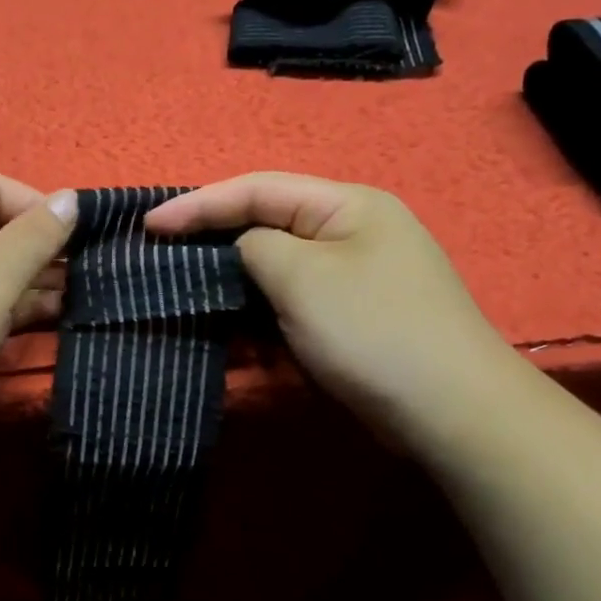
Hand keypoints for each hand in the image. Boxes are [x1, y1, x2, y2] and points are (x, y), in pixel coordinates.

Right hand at [145, 173, 522, 446]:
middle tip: (164, 259)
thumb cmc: (372, 330)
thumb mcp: (302, 277)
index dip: (199, 204)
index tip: (149, 225)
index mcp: (347, 205)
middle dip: (215, 242)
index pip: (258, 189)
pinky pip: (293, 305)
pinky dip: (261, 316)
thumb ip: (256, 246)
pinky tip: (236, 335)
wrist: (451, 412)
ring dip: (235, 286)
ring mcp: (354, 278)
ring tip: (191, 299)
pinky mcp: (352, 319)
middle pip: (268, 225)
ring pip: (277, 270)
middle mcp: (352, 232)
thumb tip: (244, 250)